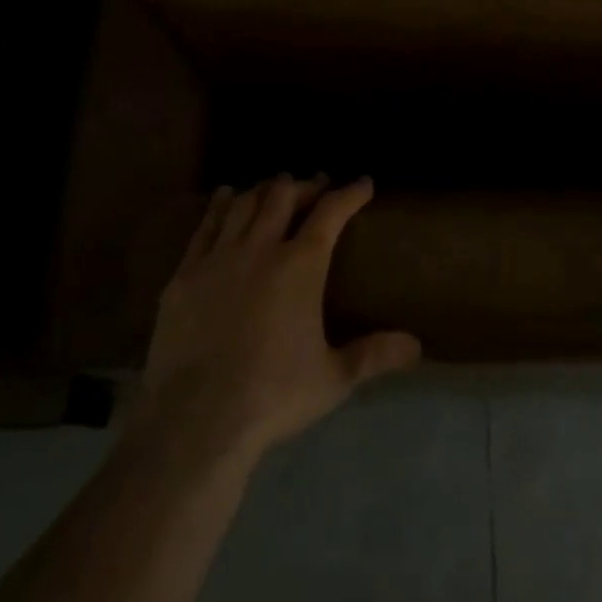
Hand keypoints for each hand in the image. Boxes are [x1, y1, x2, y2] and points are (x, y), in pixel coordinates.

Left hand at [140, 174, 421, 464]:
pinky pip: (205, 227)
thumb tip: (417, 346)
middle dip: (305, 185)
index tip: (363, 183)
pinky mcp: (184, 276)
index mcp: (300, 266)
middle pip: (283, 197)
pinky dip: (220, 206)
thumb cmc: (273, 395)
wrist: (197, 419)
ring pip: (244, 205)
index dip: (350, 193)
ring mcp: (218, 258)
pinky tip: (226, 198)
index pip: (330, 213)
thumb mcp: (334, 379)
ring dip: (264, 190)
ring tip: (275, 186)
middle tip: (317, 184)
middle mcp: (260, 249)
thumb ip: (374, 356)